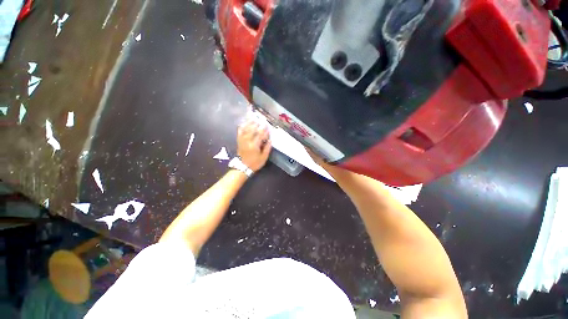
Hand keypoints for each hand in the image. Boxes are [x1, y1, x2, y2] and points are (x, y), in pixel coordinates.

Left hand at [237, 121, 271, 171]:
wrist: (242, 167)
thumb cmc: (254, 163)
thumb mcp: (263, 158)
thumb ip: (267, 148)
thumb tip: (270, 140)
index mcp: (254, 146)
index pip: (260, 135)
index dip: (264, 130)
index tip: (267, 126)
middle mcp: (247, 141)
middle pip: (252, 130)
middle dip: (257, 124)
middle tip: (261, 120)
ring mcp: (242, 141)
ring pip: (246, 129)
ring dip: (250, 124)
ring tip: (254, 119)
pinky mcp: (239, 141)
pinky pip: (240, 132)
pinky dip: (242, 127)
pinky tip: (244, 123)